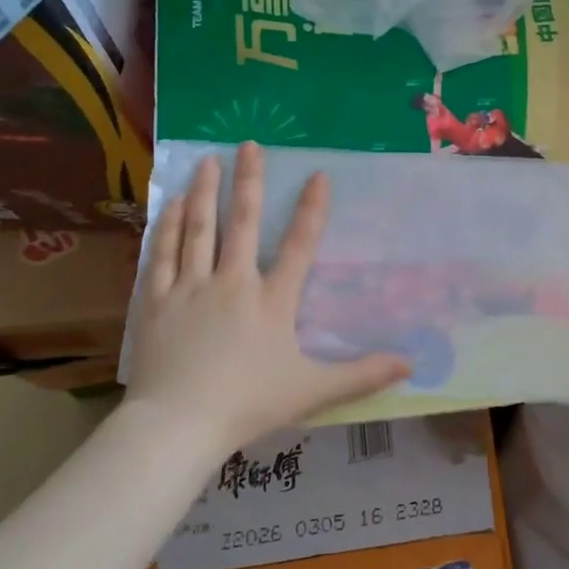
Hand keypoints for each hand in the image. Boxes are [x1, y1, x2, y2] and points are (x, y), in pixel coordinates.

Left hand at [126, 142, 411, 452]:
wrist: (178, 424)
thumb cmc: (247, 405)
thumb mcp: (312, 391)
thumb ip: (362, 375)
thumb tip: (411, 363)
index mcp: (271, 301)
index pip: (299, 246)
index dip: (311, 209)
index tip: (317, 174)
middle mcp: (231, 283)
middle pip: (242, 223)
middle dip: (249, 181)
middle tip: (249, 143)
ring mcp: (190, 289)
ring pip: (199, 230)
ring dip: (205, 193)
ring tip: (208, 160)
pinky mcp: (157, 302)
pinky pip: (163, 255)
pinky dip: (168, 227)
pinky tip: (171, 205)